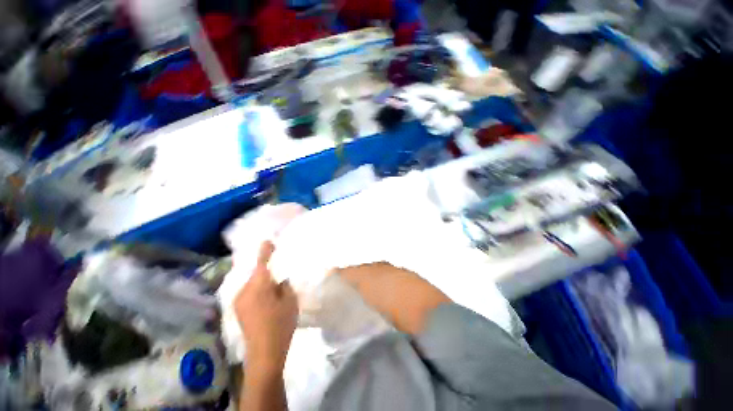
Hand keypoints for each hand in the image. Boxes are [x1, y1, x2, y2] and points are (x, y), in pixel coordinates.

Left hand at [234, 241, 297, 372]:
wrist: (264, 352)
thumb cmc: (280, 324)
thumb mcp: (290, 300)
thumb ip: (284, 286)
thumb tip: (279, 280)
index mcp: (259, 286)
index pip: (262, 263)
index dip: (265, 251)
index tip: (268, 241)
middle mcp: (244, 290)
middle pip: (256, 273)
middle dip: (265, 268)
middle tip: (277, 267)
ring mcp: (239, 301)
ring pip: (252, 283)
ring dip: (262, 279)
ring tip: (273, 283)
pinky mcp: (238, 310)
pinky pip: (249, 291)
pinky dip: (258, 288)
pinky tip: (267, 296)